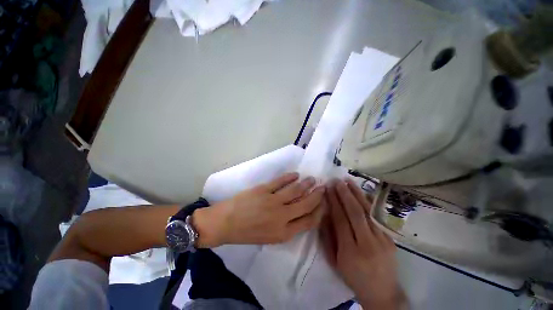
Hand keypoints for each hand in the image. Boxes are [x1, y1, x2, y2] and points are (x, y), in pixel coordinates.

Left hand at [194, 172, 325, 246]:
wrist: (225, 223)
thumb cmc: (247, 233)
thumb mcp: (270, 238)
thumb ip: (287, 227)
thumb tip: (299, 213)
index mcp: (284, 233)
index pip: (309, 221)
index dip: (319, 211)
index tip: (324, 203)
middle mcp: (282, 217)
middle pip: (306, 204)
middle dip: (317, 195)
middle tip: (323, 187)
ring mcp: (273, 202)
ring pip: (296, 190)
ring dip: (306, 184)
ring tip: (312, 179)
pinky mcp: (264, 190)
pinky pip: (281, 181)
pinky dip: (290, 177)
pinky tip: (295, 175)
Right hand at [320, 179, 401, 309]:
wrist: (382, 292)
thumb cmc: (353, 277)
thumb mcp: (334, 261)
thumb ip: (328, 236)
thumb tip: (324, 213)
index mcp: (350, 251)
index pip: (340, 220)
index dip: (334, 202)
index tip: (328, 189)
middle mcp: (368, 243)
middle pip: (355, 213)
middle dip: (344, 194)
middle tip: (336, 181)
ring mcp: (382, 240)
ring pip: (367, 212)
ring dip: (357, 194)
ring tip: (348, 181)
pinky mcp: (390, 238)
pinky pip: (377, 216)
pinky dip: (368, 202)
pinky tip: (362, 192)